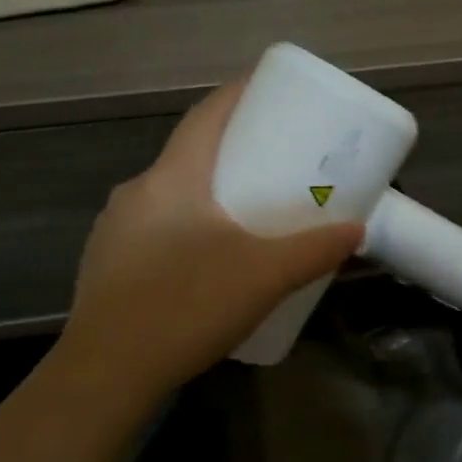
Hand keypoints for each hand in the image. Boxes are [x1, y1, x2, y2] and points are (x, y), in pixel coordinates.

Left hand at [56, 77, 364, 402]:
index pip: (206, 115)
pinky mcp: (107, 264)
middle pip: (189, 153)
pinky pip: (154, 226)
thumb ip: (313, 251)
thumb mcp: (263, 276)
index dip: (238, 93)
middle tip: (273, 157)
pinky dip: (186, 225)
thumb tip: (356, 231)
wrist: (105, 374)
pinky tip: (206, 258)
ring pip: (170, 193)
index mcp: (171, 178)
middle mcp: (137, 192)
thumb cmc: (185, 306)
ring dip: (206, 191)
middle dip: (231, 148)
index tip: (270, 87)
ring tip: (245, 210)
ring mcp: (114, 229)